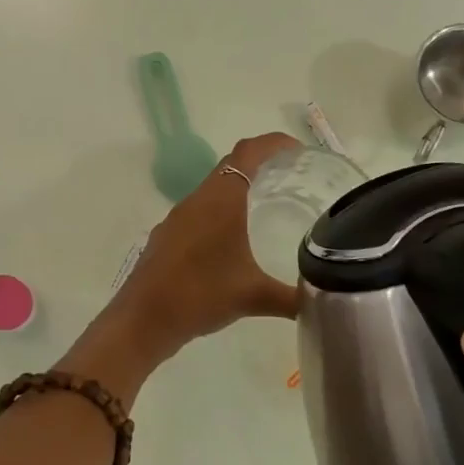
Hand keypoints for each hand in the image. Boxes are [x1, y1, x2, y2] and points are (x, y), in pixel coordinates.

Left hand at [110, 133, 302, 354]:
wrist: (142, 321)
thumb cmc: (200, 296)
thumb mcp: (253, 297)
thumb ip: (291, 298)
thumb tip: (321, 301)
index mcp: (220, 201)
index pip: (248, 153)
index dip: (273, 143)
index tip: (297, 150)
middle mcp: (196, 201)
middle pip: (229, 168)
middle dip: (258, 165)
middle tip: (289, 178)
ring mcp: (176, 220)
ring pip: (211, 192)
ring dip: (236, 192)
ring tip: (264, 209)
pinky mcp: (165, 239)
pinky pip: (197, 214)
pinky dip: (218, 216)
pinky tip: (229, 244)